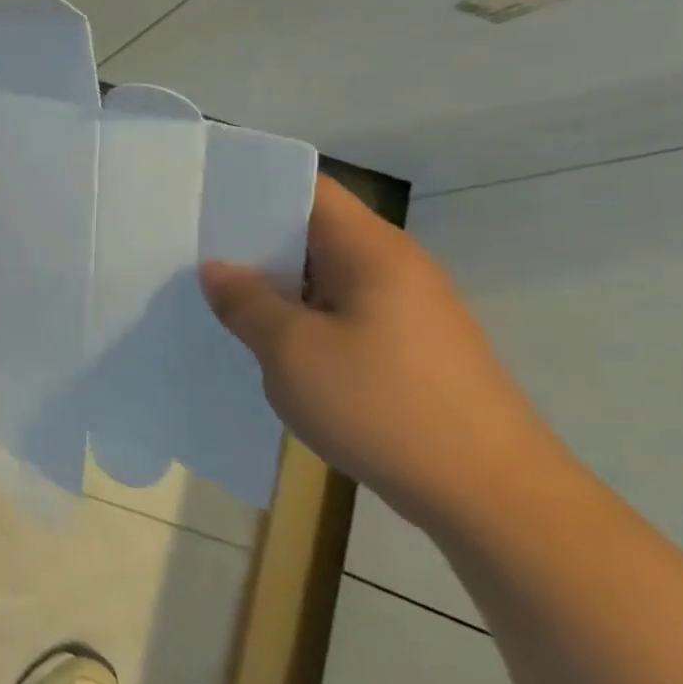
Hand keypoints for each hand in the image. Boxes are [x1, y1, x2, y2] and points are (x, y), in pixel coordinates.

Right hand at [201, 175, 553, 526]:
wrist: (492, 496)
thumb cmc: (383, 406)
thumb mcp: (291, 350)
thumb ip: (246, 302)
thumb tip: (218, 269)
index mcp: (371, 251)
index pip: (309, 190)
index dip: (254, 186)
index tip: (202, 199)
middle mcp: (395, 268)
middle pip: (313, 231)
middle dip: (251, 240)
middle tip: (190, 252)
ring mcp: (408, 310)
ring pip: (323, 277)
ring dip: (273, 285)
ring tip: (215, 297)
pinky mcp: (410, 349)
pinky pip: (339, 313)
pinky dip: (299, 317)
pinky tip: (266, 344)